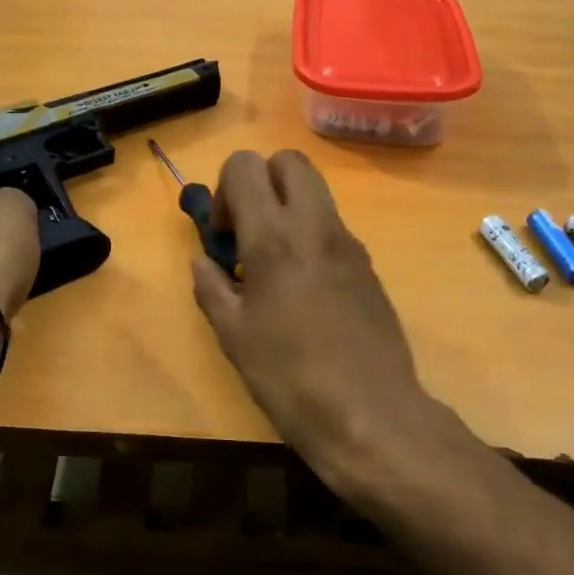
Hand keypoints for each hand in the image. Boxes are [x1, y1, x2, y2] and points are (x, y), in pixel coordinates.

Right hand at [190, 150, 432, 484]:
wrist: (370, 413)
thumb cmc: (289, 375)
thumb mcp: (233, 335)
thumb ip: (211, 287)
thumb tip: (203, 262)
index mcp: (274, 236)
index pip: (246, 164)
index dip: (226, 189)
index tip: (225, 236)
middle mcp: (315, 224)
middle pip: (289, 161)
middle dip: (262, 181)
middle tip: (249, 231)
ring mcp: (349, 242)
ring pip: (316, 191)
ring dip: (288, 207)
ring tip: (274, 265)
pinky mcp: (369, 264)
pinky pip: (333, 226)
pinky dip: (311, 235)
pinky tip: (305, 291)